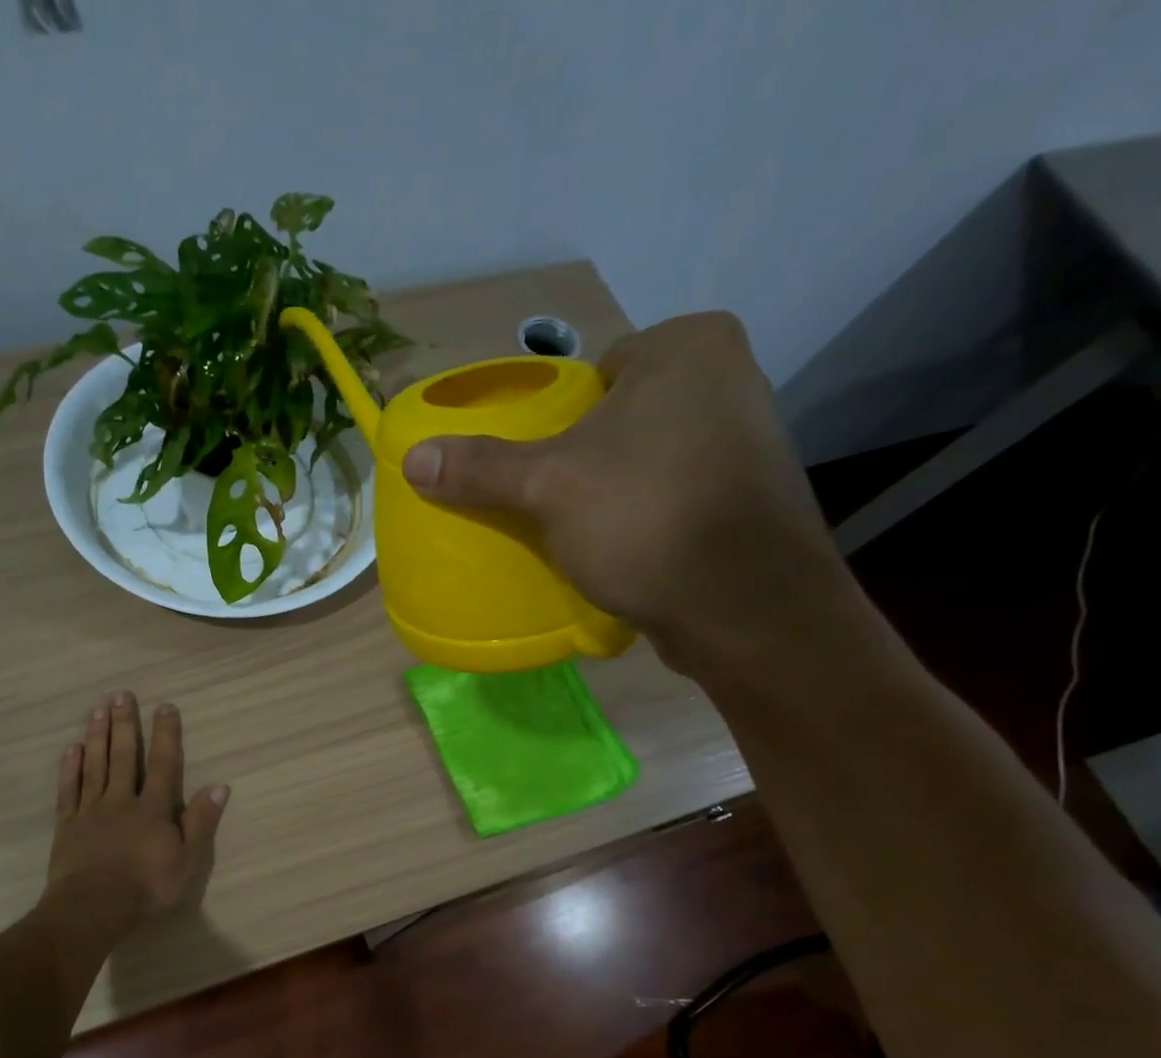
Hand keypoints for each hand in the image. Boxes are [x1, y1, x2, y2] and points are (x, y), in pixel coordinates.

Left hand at [45, 690, 229, 928]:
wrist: (92, 909)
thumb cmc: (146, 888)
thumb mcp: (188, 861)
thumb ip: (201, 822)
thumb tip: (219, 786)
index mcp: (152, 809)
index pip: (162, 763)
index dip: (165, 734)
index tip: (165, 706)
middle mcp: (121, 801)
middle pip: (123, 756)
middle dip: (124, 724)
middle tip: (121, 694)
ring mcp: (91, 811)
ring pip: (94, 765)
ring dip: (97, 736)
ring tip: (97, 709)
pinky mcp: (67, 826)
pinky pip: (69, 790)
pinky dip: (70, 768)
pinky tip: (71, 749)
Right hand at [401, 312, 844, 672]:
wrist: (744, 608)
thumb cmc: (645, 519)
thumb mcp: (548, 488)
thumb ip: (481, 468)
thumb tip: (413, 459)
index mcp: (688, 346)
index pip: (593, 373)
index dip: (554, 420)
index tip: (534, 465)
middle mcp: (728, 377)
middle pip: (617, 416)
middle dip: (581, 457)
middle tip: (544, 501)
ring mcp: (746, 439)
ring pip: (644, 458)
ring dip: (611, 490)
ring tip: (574, 529)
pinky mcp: (747, 496)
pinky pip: (670, 493)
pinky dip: (642, 516)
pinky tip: (618, 549)